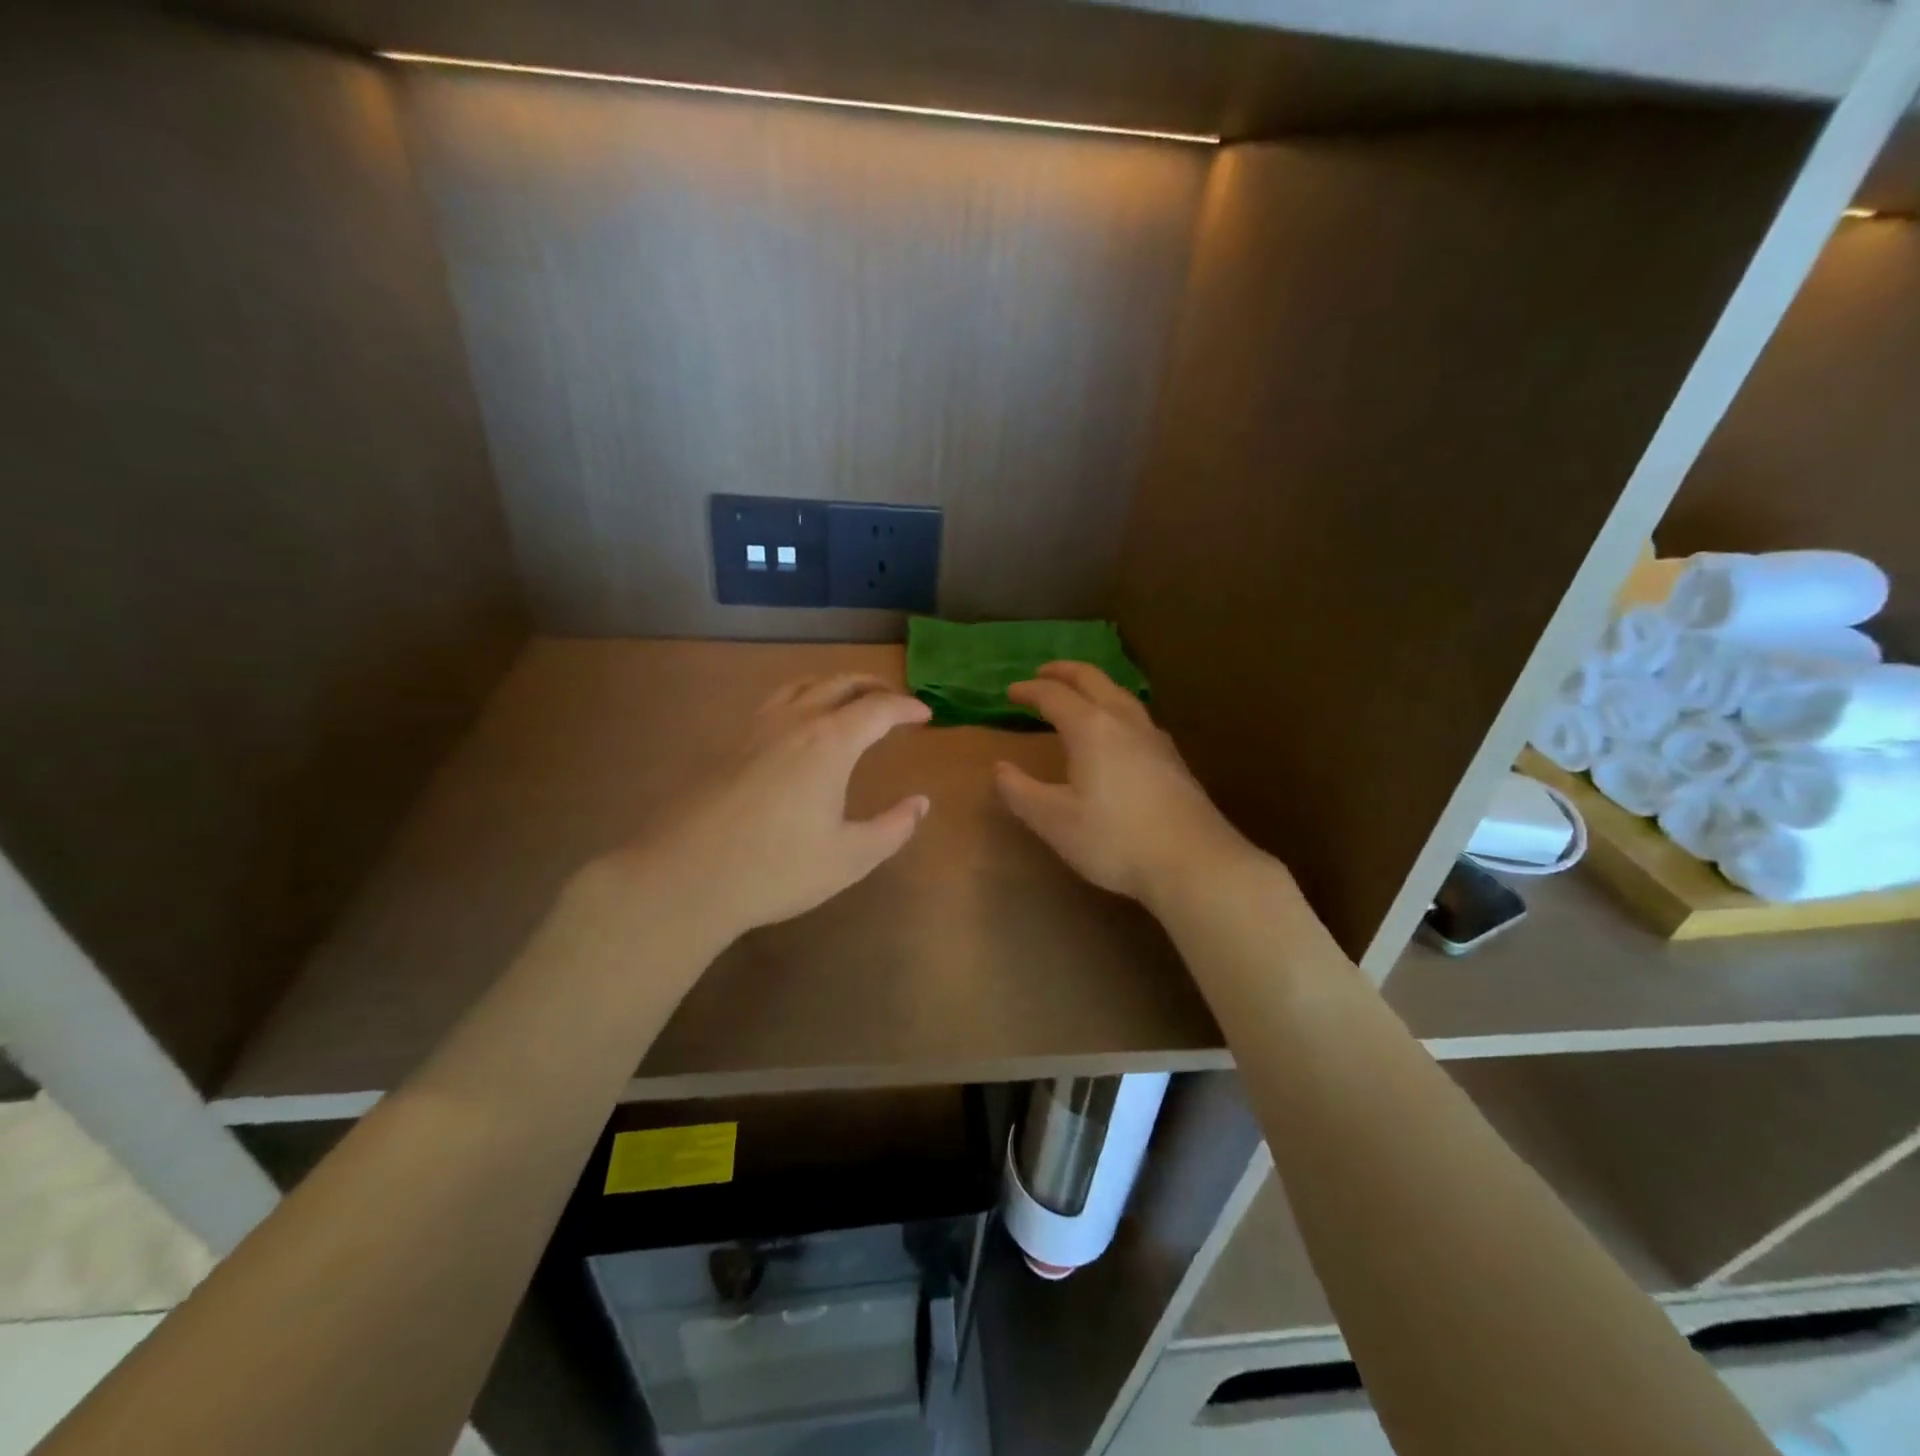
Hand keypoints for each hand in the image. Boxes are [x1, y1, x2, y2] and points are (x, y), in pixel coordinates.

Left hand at [593, 674, 931, 944]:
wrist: (685, 877)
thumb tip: (921, 802)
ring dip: (833, 684)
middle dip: (872, 686)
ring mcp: (755, 728)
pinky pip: (774, 702)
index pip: (877, 709)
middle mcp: (794, 722)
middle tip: (893, 699)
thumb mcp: (850, 858)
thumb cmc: (776, 869)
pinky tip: (796, 723)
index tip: (924, 715)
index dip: (905, 708)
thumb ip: (893, 828)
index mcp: (829, 743)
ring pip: (801, 685)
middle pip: (839, 683)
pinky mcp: (727, 743)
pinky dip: (800, 697)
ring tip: (848, 699)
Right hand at [995, 662, 1259, 909]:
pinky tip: (1119, 732)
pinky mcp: (1173, 758)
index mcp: (1091, 728)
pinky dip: (1116, 708)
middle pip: (1093, 680)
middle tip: (1044, 672)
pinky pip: (1137, 716)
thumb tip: (1000, 769)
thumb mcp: (1054, 821)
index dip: (1029, 690)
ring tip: (1081, 696)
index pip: (1054, 696)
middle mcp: (1124, 721)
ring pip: (1121, 695)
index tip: (1011, 691)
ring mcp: (1154, 737)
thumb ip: (1021, 792)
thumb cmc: (1115, 839)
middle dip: (1065, 671)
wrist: (1193, 862)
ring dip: (1094, 686)